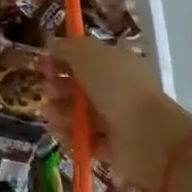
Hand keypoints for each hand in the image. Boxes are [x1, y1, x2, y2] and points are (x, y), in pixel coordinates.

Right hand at [47, 35, 191, 191]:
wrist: (148, 137)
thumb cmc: (117, 87)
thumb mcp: (88, 54)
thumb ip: (68, 47)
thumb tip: (52, 44)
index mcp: (116, 63)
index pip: (86, 58)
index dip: (63, 59)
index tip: (44, 64)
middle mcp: (117, 89)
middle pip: (80, 86)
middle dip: (58, 87)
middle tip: (45, 91)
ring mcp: (116, 119)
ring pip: (80, 113)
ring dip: (60, 112)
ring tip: (50, 115)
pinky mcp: (113, 147)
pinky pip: (86, 139)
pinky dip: (71, 137)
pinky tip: (61, 134)